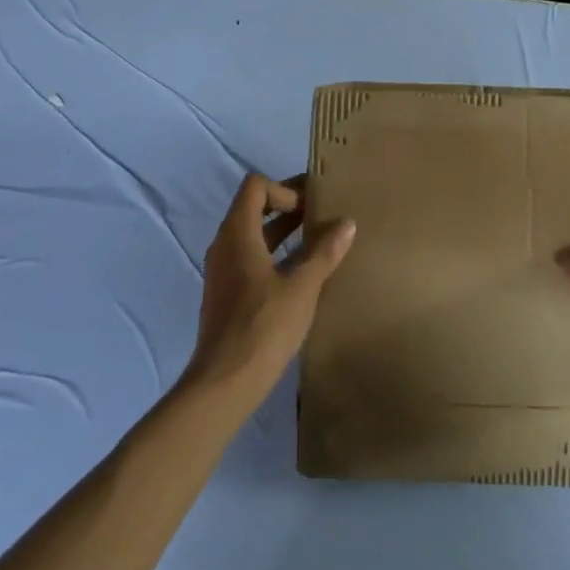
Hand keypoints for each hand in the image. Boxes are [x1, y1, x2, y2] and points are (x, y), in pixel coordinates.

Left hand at [183, 173, 356, 403]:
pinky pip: (251, 258)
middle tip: (324, 215)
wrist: (225, 382)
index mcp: (237, 234)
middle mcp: (225, 245)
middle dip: (288, 207)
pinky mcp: (227, 293)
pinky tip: (302, 273)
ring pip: (253, 235)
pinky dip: (275, 254)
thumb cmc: (263, 327)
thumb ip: (323, 252)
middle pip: (254, 208)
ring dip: (283, 232)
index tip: (311, 208)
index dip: (284, 190)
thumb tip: (347, 223)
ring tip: (319, 240)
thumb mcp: (302, 287)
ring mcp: (223, 270)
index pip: (255, 187)